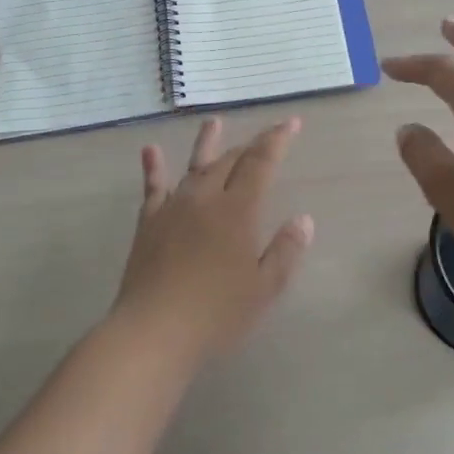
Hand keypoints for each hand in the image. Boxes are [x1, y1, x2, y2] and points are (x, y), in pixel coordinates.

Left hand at [110, 116, 313, 365]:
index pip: (260, 164)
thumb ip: (285, 251)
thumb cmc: (217, 314)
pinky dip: (153, 168)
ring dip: (207, 144)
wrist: (155, 331)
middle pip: (229, 162)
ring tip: (214, 122)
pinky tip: (150, 150)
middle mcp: (205, 199)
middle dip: (250, 146)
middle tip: (265, 136)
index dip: (276, 141)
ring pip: (194, 167)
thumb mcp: (264, 289)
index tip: (290, 122)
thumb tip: (304, 220)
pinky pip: (153, 188)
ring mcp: (173, 208)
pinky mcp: (149, 223)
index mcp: (237, 211)